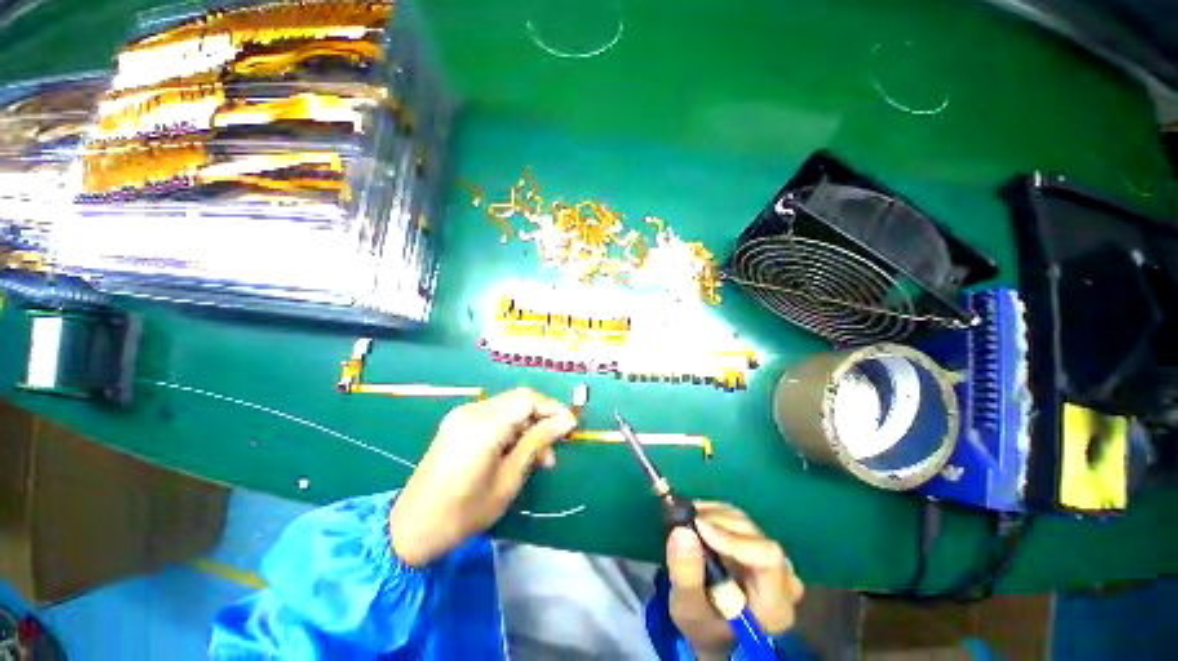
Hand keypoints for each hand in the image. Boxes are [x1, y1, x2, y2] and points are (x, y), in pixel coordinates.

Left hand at [390, 388, 576, 566]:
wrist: (411, 529)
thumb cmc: (464, 513)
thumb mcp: (508, 480)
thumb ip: (538, 443)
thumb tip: (566, 421)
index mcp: (484, 426)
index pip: (529, 400)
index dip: (553, 409)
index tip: (571, 427)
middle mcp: (472, 411)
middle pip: (520, 398)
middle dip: (543, 416)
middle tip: (555, 446)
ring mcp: (462, 414)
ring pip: (509, 405)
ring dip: (528, 423)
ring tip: (540, 455)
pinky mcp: (458, 421)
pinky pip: (495, 413)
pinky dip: (512, 426)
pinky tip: (517, 449)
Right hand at [666, 502, 803, 659]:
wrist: (713, 628)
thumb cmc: (703, 626)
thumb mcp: (688, 610)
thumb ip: (686, 576)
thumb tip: (682, 531)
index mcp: (776, 604)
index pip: (768, 557)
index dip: (732, 538)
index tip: (697, 527)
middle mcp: (783, 577)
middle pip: (751, 534)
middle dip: (713, 523)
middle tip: (682, 523)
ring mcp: (773, 558)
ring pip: (742, 521)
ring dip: (710, 516)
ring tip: (685, 523)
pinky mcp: (758, 543)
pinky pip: (736, 518)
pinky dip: (712, 514)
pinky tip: (696, 522)